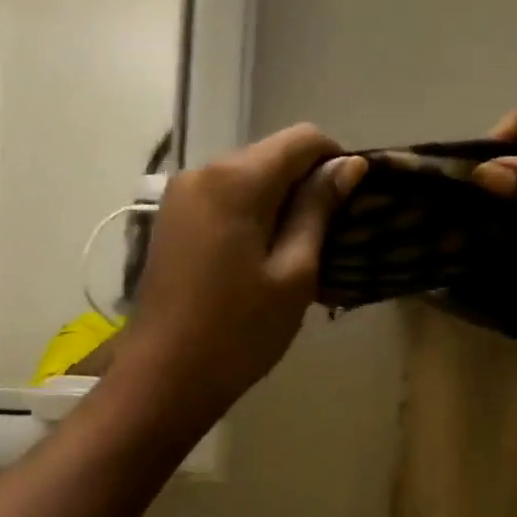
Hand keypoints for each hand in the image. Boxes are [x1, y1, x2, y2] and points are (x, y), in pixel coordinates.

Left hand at [111, 124, 367, 424]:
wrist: (164, 376)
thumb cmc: (239, 331)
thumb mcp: (294, 273)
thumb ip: (319, 210)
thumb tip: (348, 165)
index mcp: (235, 180)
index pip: (302, 139)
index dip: (336, 160)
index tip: (352, 201)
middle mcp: (202, 171)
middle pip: (271, 154)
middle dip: (306, 182)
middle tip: (330, 234)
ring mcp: (181, 194)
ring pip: (248, 176)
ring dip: (279, 200)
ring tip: (298, 249)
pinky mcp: (171, 218)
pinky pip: (224, 197)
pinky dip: (252, 212)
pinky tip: (262, 254)